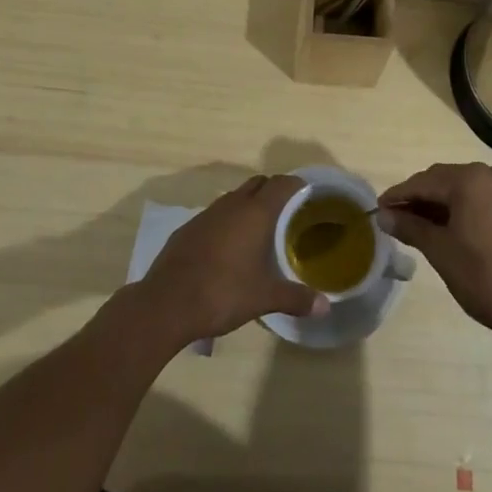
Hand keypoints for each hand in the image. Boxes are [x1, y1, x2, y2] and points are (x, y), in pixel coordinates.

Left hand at [139, 175, 327, 344]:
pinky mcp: (188, 228)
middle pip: (258, 184)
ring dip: (249, 205)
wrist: (166, 303)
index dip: (296, 185)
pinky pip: (216, 214)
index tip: (308, 194)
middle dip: (274, 191)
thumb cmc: (222, 293)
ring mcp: (207, 214)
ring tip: (261, 228)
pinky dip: (228, 221)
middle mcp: (232, 205)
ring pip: (235, 198)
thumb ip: (296, 299)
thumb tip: (325, 307)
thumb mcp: (263, 298)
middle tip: (288, 211)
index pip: (281, 184)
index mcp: (255, 213)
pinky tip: (229, 246)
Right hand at [380, 163, 491, 349]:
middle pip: (442, 180)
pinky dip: (460, 208)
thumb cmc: (485, 278)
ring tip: (417, 226)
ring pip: (461, 189)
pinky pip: (479, 198)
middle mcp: (489, 174)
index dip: (398, 196)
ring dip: (439, 203)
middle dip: (418, 198)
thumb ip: (411, 227)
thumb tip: (384, 215)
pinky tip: (447, 228)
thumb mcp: (441, 251)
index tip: (377, 209)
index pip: (423, 182)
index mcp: (470, 179)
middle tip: (395, 219)